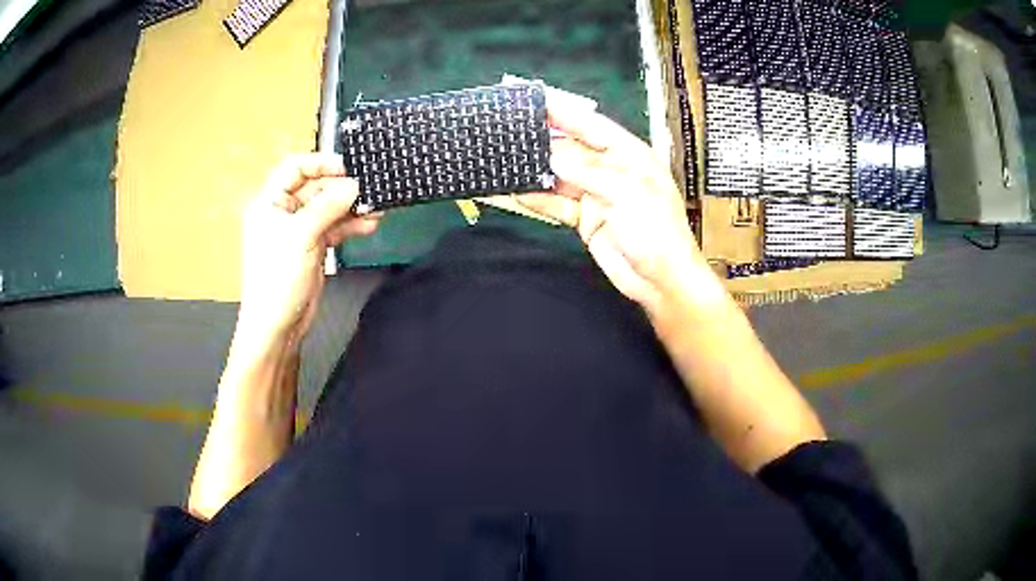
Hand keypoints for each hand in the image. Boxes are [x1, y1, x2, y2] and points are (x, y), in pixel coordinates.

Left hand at [237, 153, 380, 348]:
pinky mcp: (313, 247)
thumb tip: (354, 185)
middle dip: (342, 187)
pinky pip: (334, 227)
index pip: (294, 168)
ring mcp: (299, 230)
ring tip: (377, 207)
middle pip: (315, 187)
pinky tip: (370, 224)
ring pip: (328, 208)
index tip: (348, 167)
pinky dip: (350, 225)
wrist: (277, 325)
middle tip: (369, 188)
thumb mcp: (301, 236)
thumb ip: (328, 207)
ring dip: (351, 207)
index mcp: (270, 202)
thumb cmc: (277, 278)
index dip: (320, 163)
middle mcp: (284, 212)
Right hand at [518, 100, 722, 312]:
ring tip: (508, 159)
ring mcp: (596, 195)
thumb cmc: (657, 231)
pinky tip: (518, 191)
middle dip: (544, 141)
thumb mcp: (626, 193)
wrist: (660, 281)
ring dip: (538, 171)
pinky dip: (539, 199)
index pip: (592, 125)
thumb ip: (588, 172)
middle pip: (572, 149)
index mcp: (628, 155)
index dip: (564, 111)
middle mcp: (611, 170)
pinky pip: (558, 204)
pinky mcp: (585, 219)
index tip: (536, 99)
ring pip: (561, 176)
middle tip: (512, 131)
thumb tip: (553, 155)